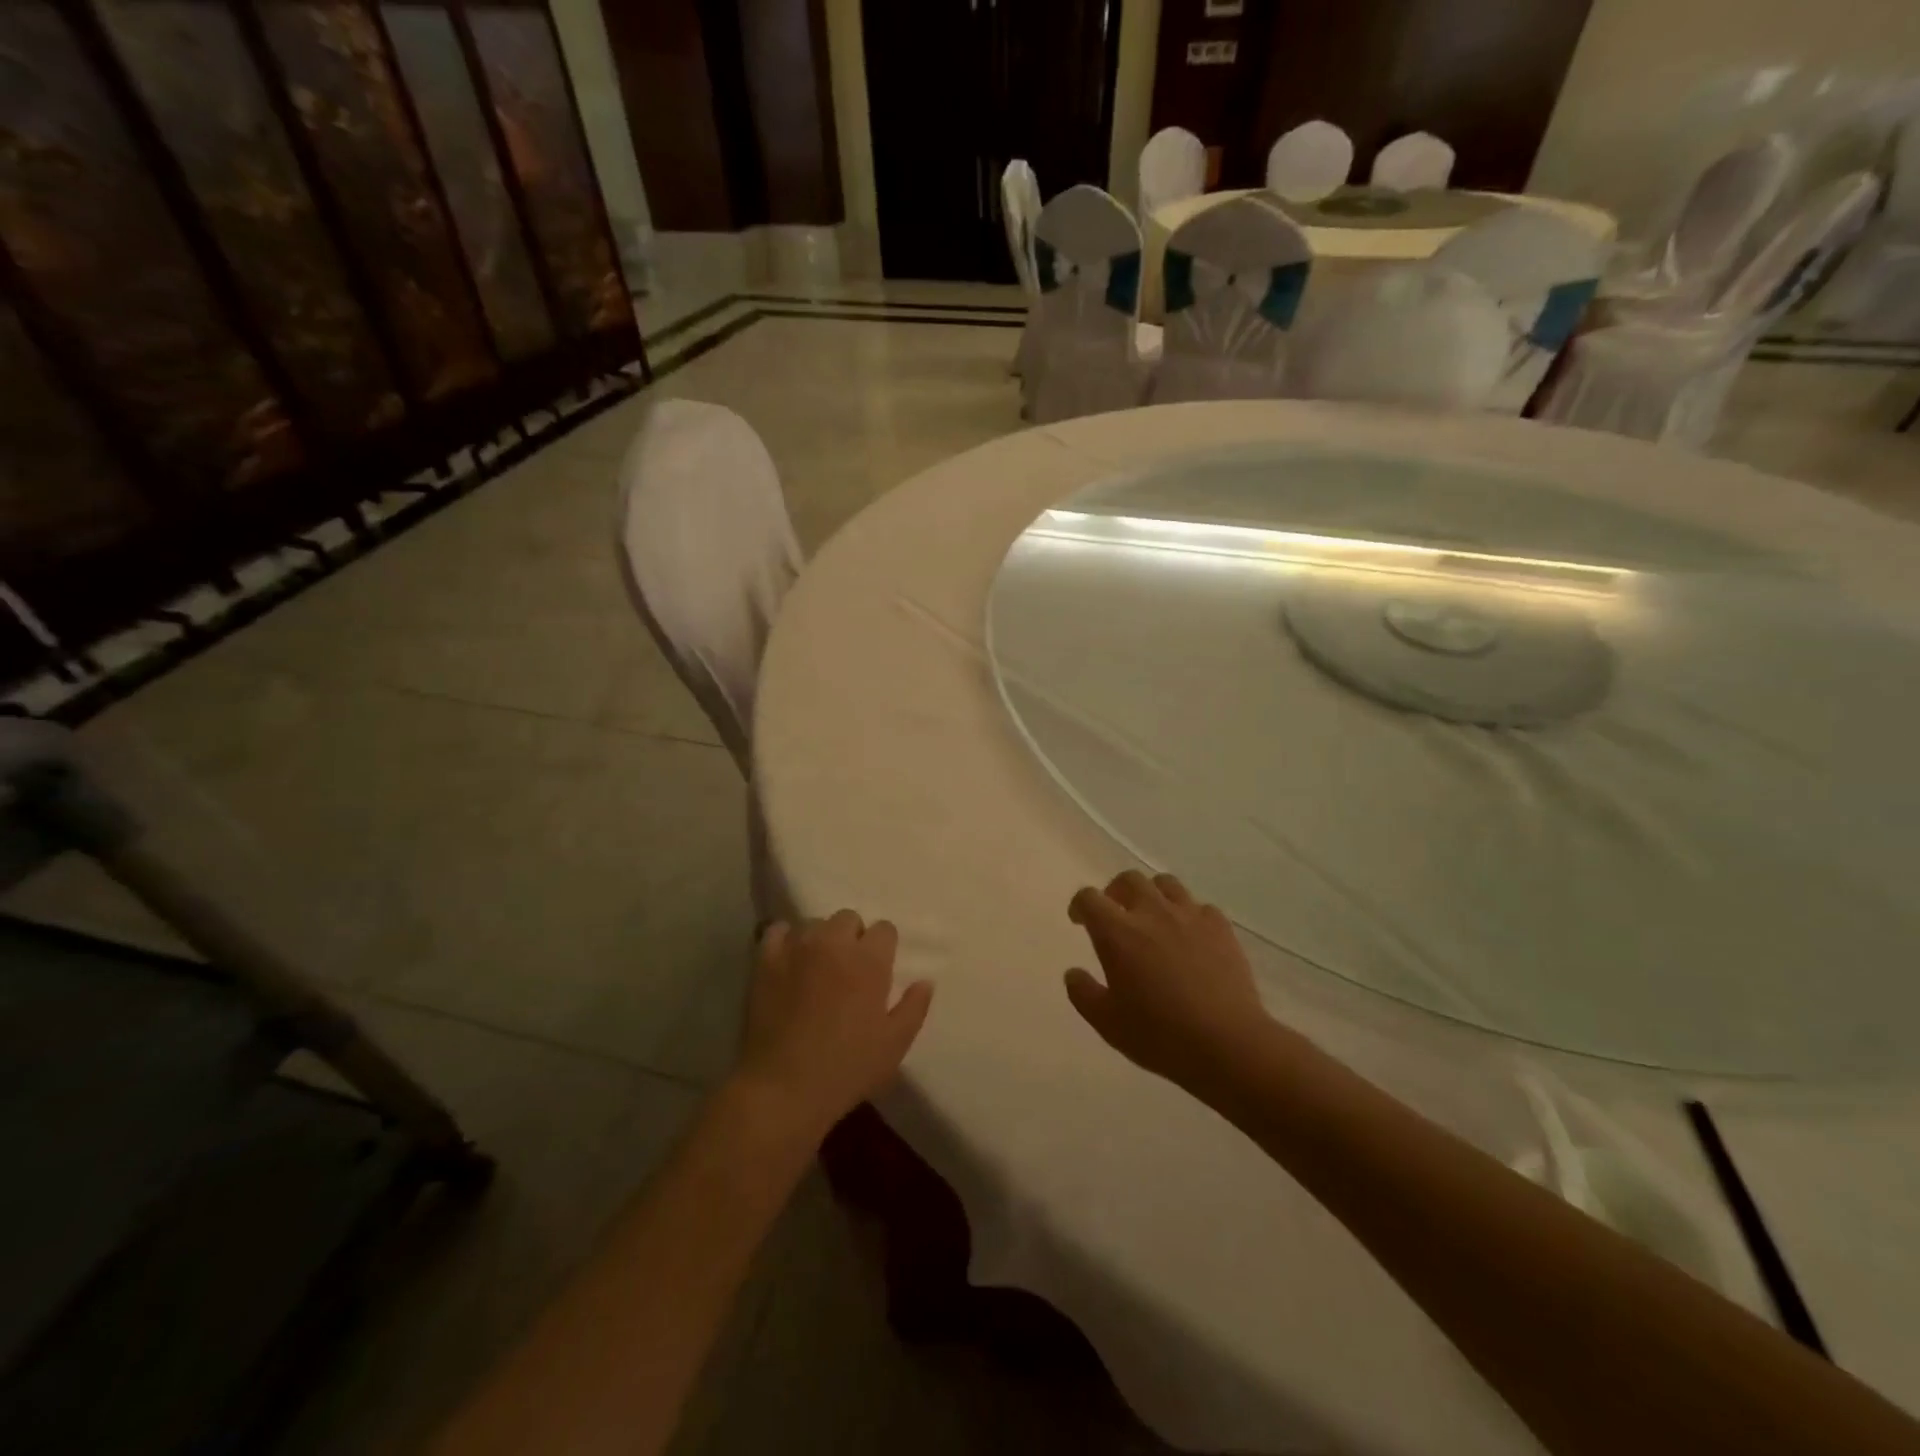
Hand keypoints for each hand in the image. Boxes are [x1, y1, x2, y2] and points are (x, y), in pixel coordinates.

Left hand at [735, 910, 933, 1140]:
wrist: (784, 1088)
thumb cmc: (847, 1068)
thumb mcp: (894, 1045)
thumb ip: (914, 1007)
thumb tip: (925, 981)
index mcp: (869, 960)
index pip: (884, 928)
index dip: (884, 947)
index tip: (879, 970)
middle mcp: (834, 943)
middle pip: (848, 918)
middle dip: (853, 937)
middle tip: (849, 970)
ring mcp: (797, 948)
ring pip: (814, 924)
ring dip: (821, 939)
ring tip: (817, 967)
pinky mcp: (766, 960)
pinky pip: (778, 931)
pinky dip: (786, 940)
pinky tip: (788, 960)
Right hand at [1065, 871, 1270, 1097]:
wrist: (1227, 1044)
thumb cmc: (1160, 1035)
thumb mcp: (1107, 1023)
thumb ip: (1083, 993)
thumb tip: (1073, 973)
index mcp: (1117, 933)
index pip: (1089, 898)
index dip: (1080, 905)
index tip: (1079, 921)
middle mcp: (1152, 913)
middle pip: (1128, 879)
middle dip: (1115, 891)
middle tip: (1115, 913)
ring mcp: (1189, 916)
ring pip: (1166, 883)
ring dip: (1152, 894)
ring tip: (1152, 917)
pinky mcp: (1220, 927)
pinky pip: (1200, 906)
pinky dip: (1188, 914)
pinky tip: (1189, 935)